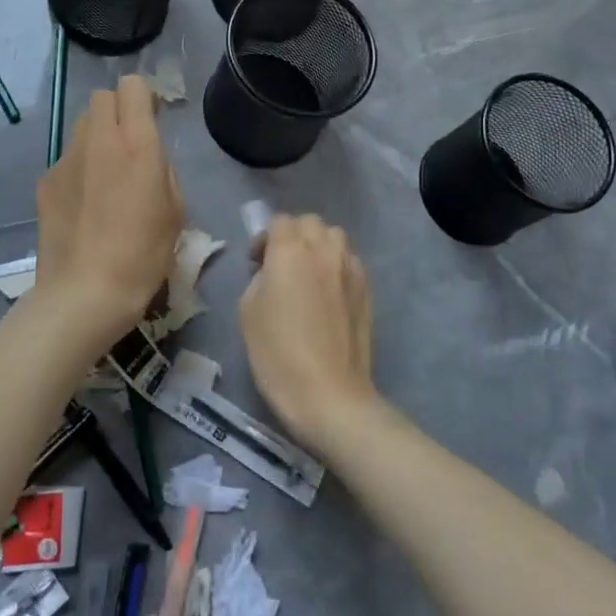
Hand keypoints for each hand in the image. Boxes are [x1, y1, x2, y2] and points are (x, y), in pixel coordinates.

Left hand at [35, 75, 182, 344]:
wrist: (85, 293)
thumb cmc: (142, 256)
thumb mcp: (175, 212)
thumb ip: (163, 172)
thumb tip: (148, 161)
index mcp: (137, 145)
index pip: (133, 87)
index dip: (144, 98)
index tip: (151, 120)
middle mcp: (98, 141)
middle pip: (102, 98)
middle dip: (118, 111)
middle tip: (130, 146)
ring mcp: (66, 160)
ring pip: (81, 126)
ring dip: (97, 139)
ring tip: (106, 178)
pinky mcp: (45, 182)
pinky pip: (67, 160)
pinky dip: (79, 169)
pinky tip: (84, 206)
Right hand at [239, 214, 377, 453]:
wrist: (329, 393)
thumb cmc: (278, 354)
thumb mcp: (248, 313)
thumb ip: (259, 279)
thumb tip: (272, 273)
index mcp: (290, 251)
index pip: (279, 221)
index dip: (264, 238)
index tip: (256, 263)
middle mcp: (324, 250)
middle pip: (310, 223)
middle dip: (293, 236)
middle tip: (281, 265)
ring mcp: (350, 268)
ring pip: (335, 237)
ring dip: (318, 246)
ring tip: (308, 275)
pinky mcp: (367, 289)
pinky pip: (350, 261)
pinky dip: (337, 265)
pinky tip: (329, 294)